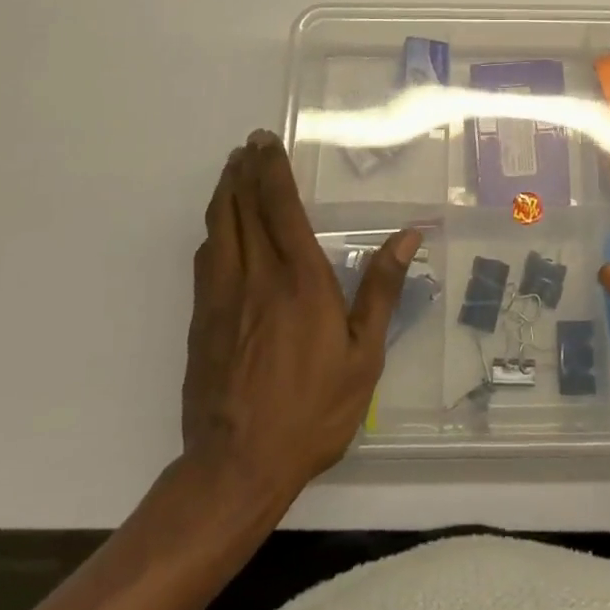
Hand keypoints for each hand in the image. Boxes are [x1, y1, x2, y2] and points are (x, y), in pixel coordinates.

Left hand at [182, 130, 417, 501]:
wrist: (236, 467)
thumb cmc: (312, 409)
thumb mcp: (363, 355)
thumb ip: (381, 289)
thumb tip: (408, 237)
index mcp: (299, 278)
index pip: (279, 206)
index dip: (270, 169)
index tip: (264, 142)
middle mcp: (255, 275)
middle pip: (241, 207)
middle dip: (243, 170)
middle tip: (246, 146)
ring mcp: (221, 297)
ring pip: (217, 228)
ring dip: (224, 193)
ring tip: (231, 171)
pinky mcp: (200, 320)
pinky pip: (205, 260)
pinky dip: (213, 231)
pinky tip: (218, 229)